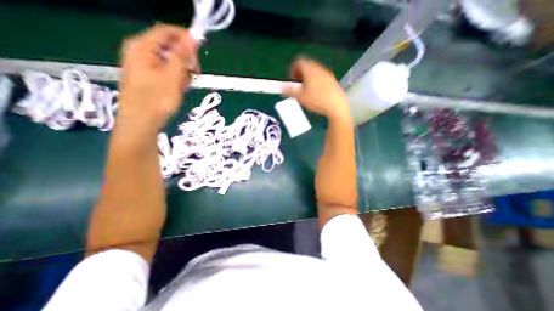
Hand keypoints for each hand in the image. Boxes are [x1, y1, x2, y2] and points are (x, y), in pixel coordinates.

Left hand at [115, 25, 196, 134]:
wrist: (141, 123)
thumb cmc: (157, 100)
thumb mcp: (173, 77)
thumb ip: (182, 55)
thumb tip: (192, 37)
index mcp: (142, 47)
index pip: (168, 31)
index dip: (186, 39)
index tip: (201, 53)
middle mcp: (140, 51)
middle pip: (170, 46)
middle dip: (185, 59)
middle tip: (194, 74)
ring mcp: (142, 64)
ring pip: (170, 60)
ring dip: (182, 71)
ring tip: (183, 86)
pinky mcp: (147, 75)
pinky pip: (166, 70)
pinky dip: (175, 78)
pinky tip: (177, 88)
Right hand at [282, 58, 349, 120]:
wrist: (336, 105)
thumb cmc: (316, 100)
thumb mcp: (300, 96)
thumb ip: (289, 90)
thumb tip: (280, 87)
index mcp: (309, 69)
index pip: (298, 62)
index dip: (292, 69)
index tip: (291, 80)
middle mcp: (318, 68)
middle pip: (306, 65)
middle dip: (299, 74)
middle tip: (297, 86)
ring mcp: (326, 73)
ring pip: (313, 71)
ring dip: (307, 78)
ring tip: (306, 90)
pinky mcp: (332, 80)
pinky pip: (320, 76)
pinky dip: (315, 81)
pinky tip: (316, 93)